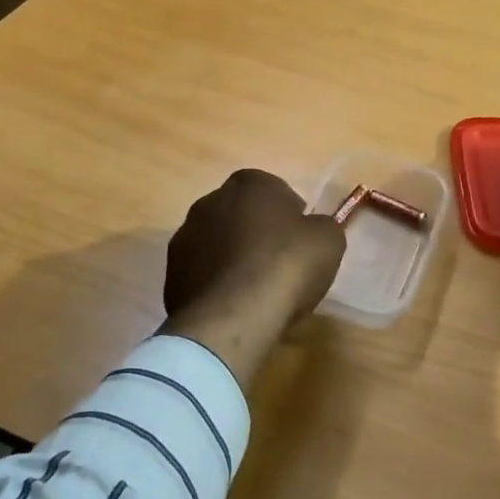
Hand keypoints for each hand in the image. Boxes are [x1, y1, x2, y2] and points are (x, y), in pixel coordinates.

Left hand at [162, 169, 345, 390]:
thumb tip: (313, 230)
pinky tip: (235, 308)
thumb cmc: (287, 265)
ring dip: (234, 259)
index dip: (291, 216)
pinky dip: (217, 286)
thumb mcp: (328, 240)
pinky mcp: (170, 274)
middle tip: (280, 266)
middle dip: (258, 234)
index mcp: (249, 183)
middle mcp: (210, 201)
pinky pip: (203, 274)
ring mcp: (185, 237)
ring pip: (218, 244)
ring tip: (256, 293)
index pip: (274, 190)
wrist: (234, 315)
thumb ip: (322, 226)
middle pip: (242, 215)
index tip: (301, 242)